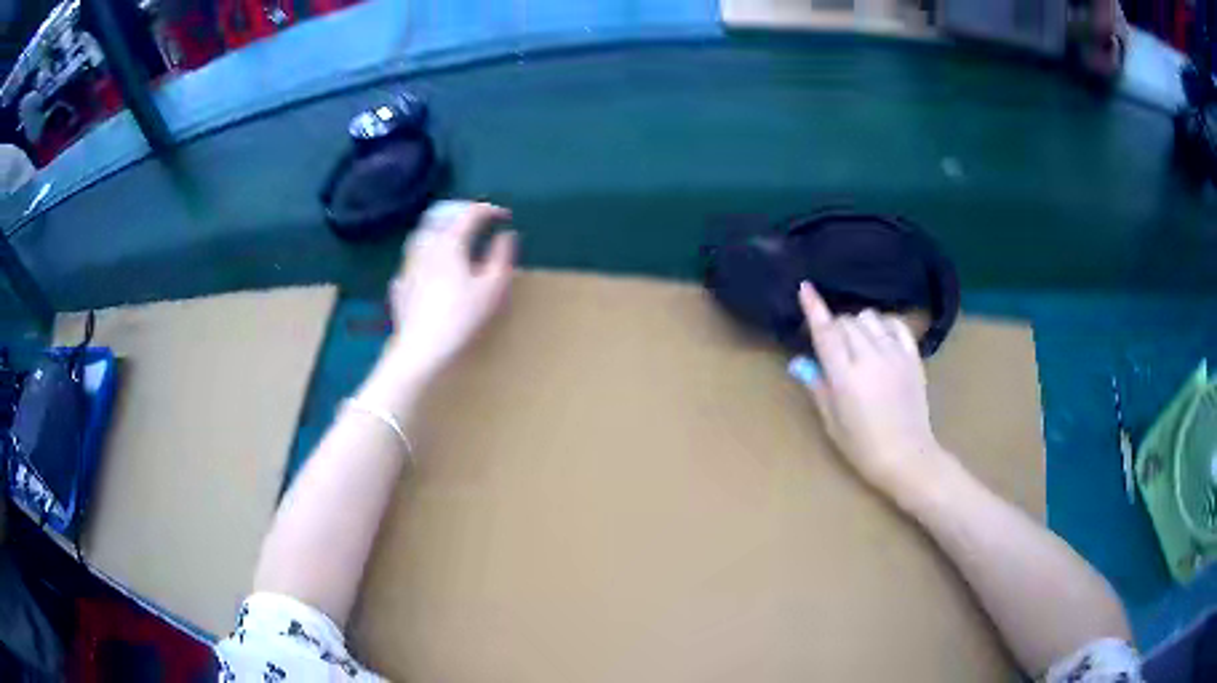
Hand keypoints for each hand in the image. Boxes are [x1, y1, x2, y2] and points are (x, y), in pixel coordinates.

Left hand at [384, 201, 516, 384]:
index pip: (471, 214)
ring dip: (438, 235)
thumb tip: (506, 235)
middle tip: (476, 225)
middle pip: (441, 220)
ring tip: (450, 244)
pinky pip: (411, 265)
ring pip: (421, 239)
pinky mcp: (400, 288)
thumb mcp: (493, 287)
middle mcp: (426, 247)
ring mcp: (408, 267)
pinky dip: (422, 261)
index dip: (490, 211)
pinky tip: (426, 273)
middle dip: (460, 217)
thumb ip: (501, 256)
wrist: (422, 350)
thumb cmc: (462, 317)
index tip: (505, 217)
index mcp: (450, 242)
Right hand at [794, 283, 952, 500]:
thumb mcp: (833, 423)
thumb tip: (798, 362)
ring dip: (858, 324)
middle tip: (833, 346)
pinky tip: (880, 337)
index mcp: (845, 377)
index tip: (806, 287)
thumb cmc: (863, 447)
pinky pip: (896, 325)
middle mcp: (870, 358)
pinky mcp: (913, 358)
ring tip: (858, 343)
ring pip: (871, 319)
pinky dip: (884, 324)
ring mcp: (895, 355)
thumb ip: (817, 387)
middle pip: (847, 322)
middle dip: (835, 327)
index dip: (814, 308)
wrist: (908, 457)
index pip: (826, 333)